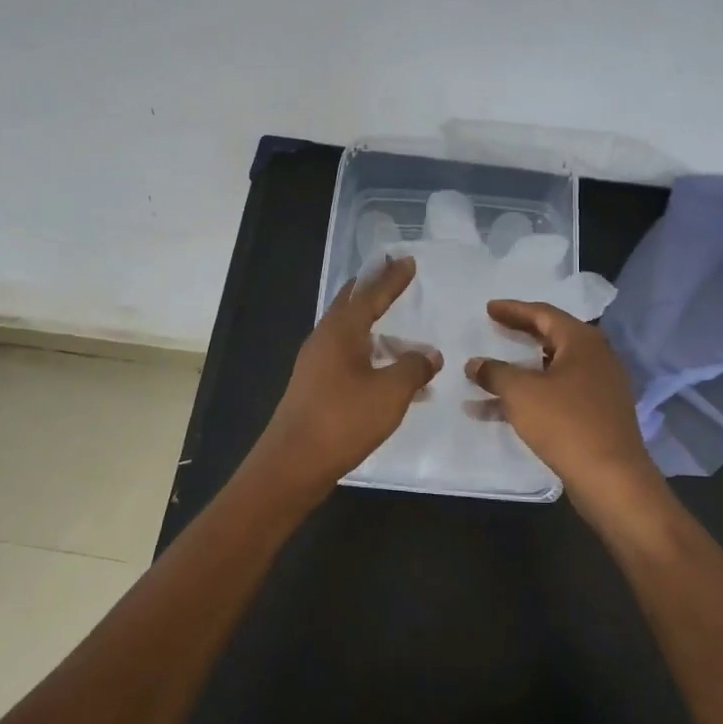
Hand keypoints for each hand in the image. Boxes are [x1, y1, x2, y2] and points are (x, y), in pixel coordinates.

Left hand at [260, 256, 440, 485]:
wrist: (292, 463)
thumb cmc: (343, 420)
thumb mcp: (390, 393)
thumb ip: (413, 368)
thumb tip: (429, 355)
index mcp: (341, 331)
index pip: (371, 294)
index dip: (391, 278)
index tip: (407, 260)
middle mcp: (324, 340)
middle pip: (351, 305)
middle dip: (372, 289)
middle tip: (389, 271)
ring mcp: (315, 364)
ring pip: (349, 333)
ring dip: (373, 326)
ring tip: (398, 328)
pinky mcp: (315, 387)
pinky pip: (347, 358)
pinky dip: (369, 355)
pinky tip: (386, 373)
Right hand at [465, 301, 660, 503]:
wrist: (611, 478)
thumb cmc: (565, 423)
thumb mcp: (521, 393)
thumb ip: (495, 373)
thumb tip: (475, 364)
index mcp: (582, 341)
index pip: (543, 313)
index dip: (513, 310)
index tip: (488, 308)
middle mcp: (595, 358)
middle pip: (550, 338)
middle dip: (518, 335)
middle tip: (492, 329)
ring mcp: (598, 387)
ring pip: (551, 370)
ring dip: (519, 371)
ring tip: (488, 371)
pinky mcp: (595, 414)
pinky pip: (556, 395)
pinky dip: (529, 397)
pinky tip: (496, 410)